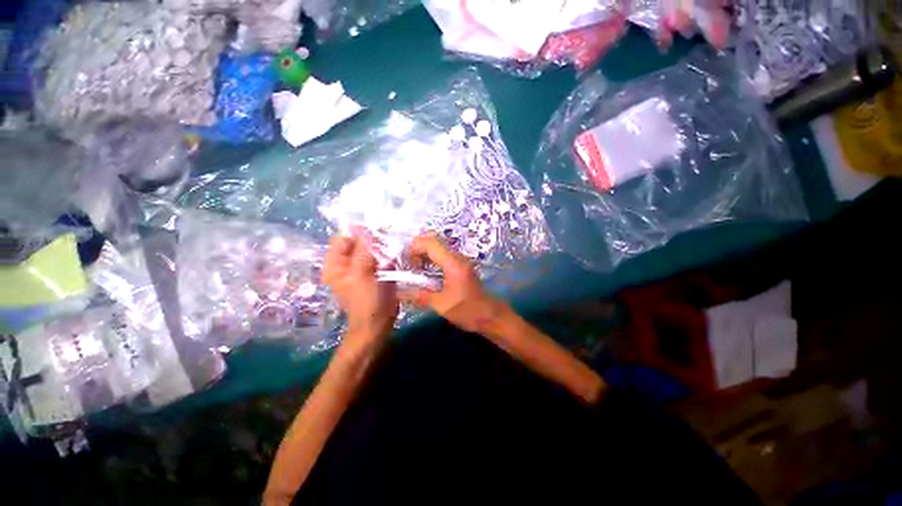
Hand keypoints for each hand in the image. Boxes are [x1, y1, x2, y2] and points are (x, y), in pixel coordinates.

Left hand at [323, 235, 397, 342]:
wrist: (378, 323)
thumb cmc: (367, 300)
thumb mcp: (362, 274)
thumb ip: (362, 250)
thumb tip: (362, 228)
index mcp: (335, 264)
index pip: (343, 239)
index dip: (358, 235)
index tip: (375, 239)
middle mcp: (346, 264)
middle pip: (358, 243)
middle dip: (373, 243)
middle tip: (385, 250)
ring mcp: (361, 268)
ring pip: (371, 250)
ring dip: (382, 250)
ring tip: (389, 259)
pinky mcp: (374, 272)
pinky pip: (380, 258)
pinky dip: (387, 257)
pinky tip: (393, 263)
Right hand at [401, 235, 506, 333]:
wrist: (489, 315)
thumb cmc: (467, 310)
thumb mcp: (441, 305)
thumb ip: (420, 296)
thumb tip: (399, 293)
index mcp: (453, 263)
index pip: (430, 243)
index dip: (414, 247)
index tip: (405, 262)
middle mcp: (457, 257)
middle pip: (434, 241)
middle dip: (417, 249)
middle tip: (407, 265)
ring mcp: (460, 260)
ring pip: (438, 247)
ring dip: (424, 254)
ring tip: (414, 269)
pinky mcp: (460, 266)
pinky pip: (442, 255)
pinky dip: (431, 259)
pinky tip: (425, 273)